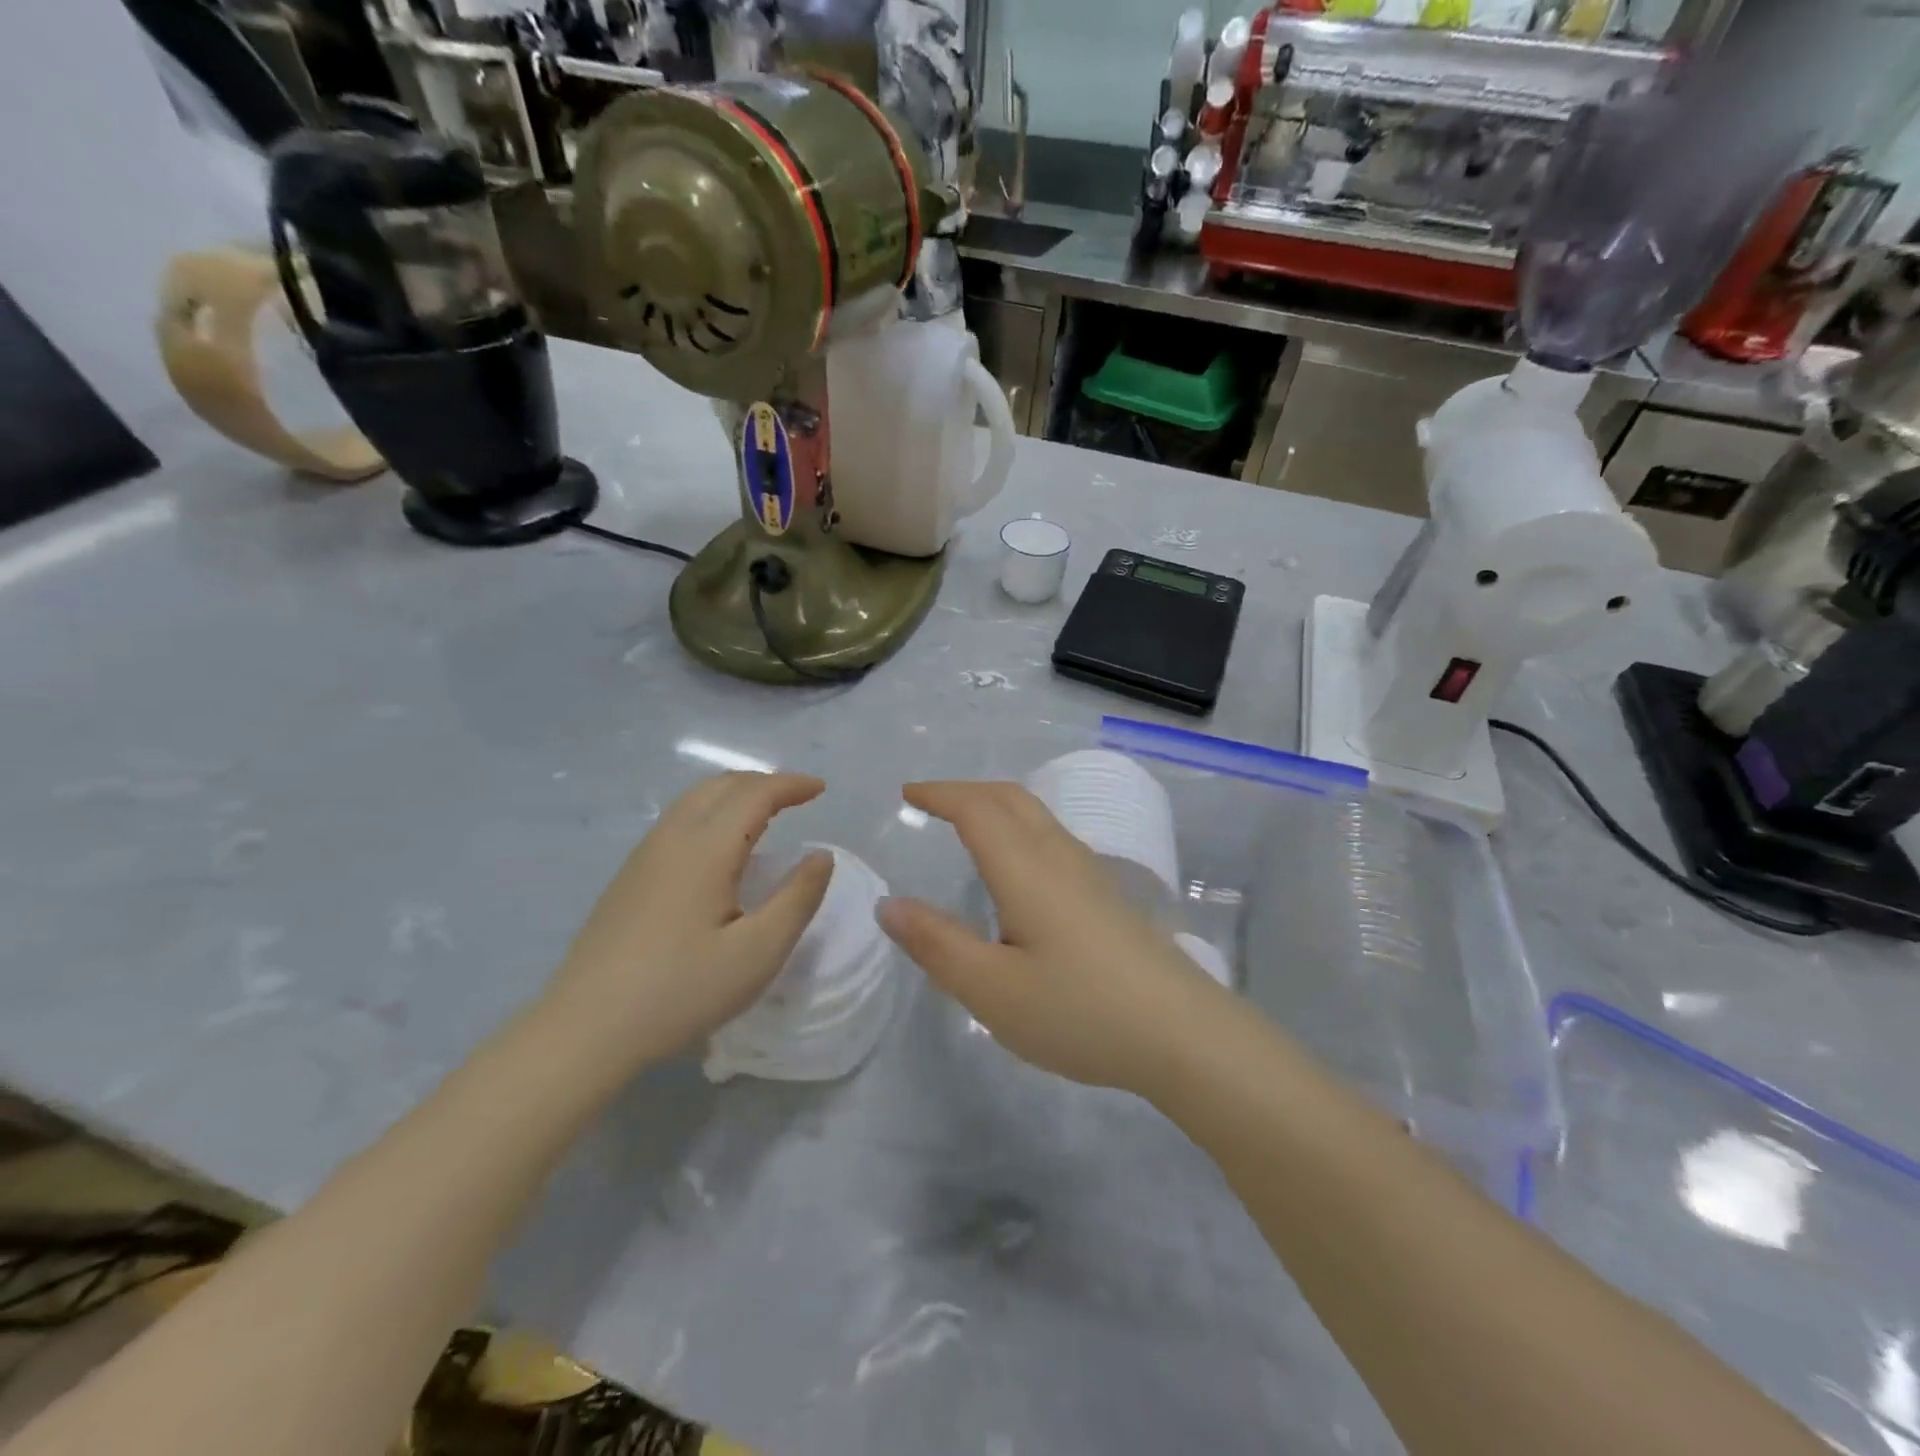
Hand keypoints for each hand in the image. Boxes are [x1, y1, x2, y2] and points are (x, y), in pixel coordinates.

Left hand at [544, 772, 833, 1067]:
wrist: (585, 1029)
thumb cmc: (681, 991)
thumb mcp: (758, 953)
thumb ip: (797, 899)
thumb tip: (821, 856)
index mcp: (705, 849)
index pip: (754, 794)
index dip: (791, 785)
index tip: (821, 789)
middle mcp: (671, 839)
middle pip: (720, 786)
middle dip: (764, 782)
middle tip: (798, 798)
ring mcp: (643, 856)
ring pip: (694, 801)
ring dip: (735, 795)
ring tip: (766, 814)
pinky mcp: (628, 878)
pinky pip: (678, 821)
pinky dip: (712, 813)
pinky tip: (721, 847)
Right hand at [877, 781, 1220, 1098]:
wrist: (1184, 1034)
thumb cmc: (1079, 1010)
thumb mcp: (991, 989)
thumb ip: (937, 944)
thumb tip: (890, 904)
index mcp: (1025, 868)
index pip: (976, 809)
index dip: (940, 794)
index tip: (908, 793)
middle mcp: (1059, 856)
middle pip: (1011, 798)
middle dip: (967, 791)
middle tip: (932, 802)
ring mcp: (1090, 874)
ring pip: (1037, 816)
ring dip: (996, 807)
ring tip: (968, 827)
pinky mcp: (1108, 897)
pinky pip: (1053, 839)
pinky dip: (1019, 829)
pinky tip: (1018, 870)